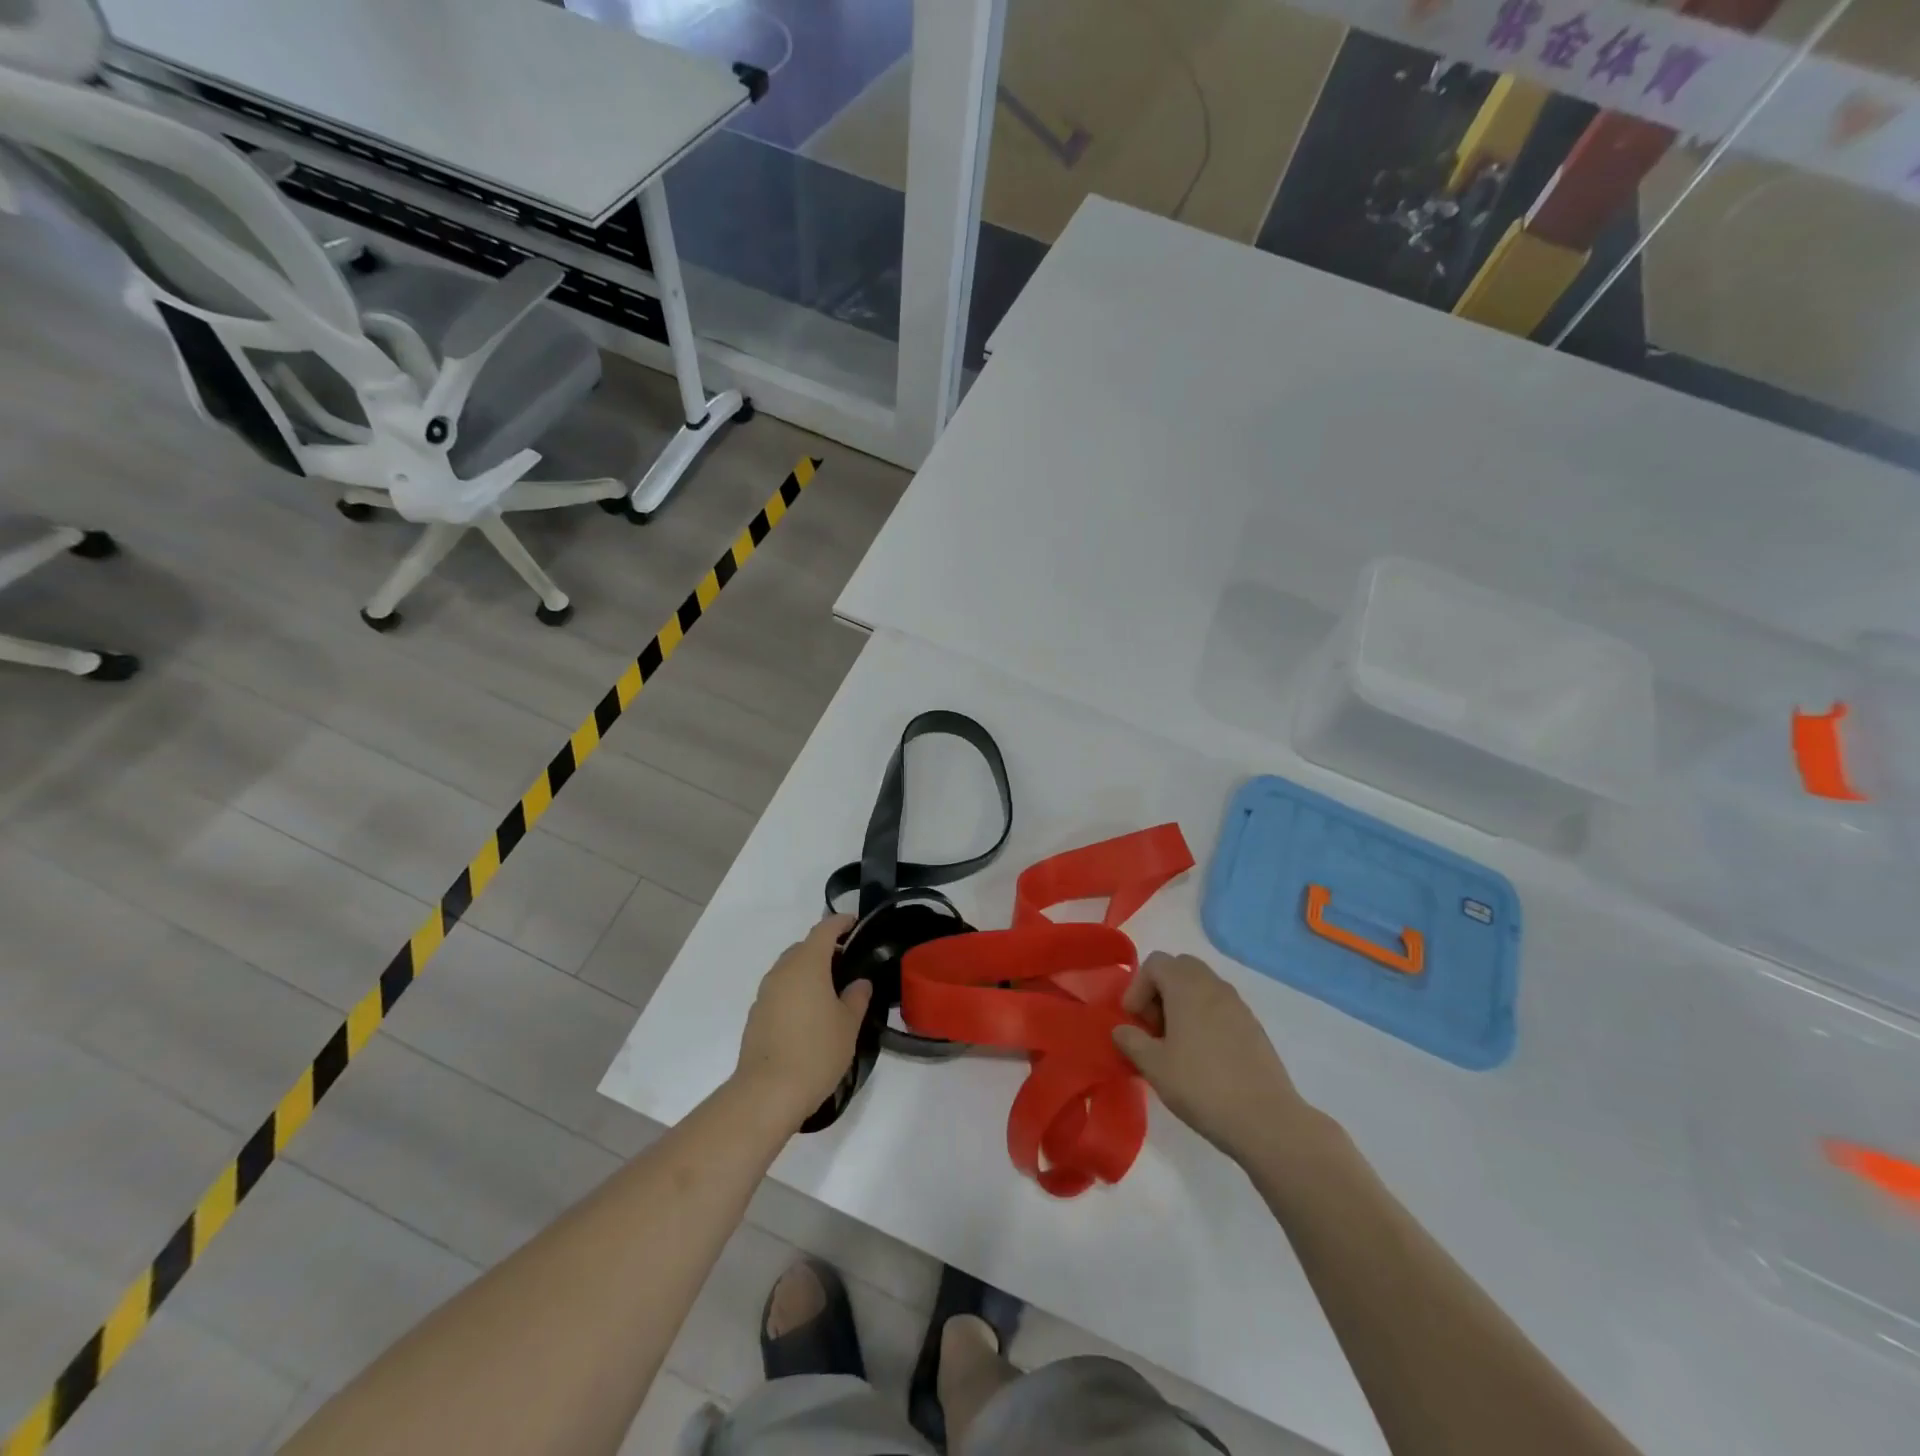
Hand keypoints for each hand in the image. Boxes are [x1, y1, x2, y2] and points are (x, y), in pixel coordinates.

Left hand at [734, 915, 870, 1126]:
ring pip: (789, 969)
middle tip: (847, 966)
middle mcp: (782, 971)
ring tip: (829, 993)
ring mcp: (765, 993)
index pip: (824, 929)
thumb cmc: (816, 1051)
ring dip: (808, 972)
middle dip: (824, 949)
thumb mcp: (849, 1024)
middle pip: (804, 947)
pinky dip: (795, 992)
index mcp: (807, 964)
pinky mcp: (756, 1015)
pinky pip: (780, 990)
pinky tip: (809, 1016)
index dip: (841, 923)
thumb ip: (857, 997)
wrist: (767, 1093)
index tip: (855, 924)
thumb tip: (859, 983)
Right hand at [1113, 952, 1319, 1165]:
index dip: (1137, 987)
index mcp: (1187, 987)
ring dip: (1182, 1004)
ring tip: (1176, 1044)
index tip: (1134, 1021)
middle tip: (1154, 1027)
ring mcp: (1238, 1005)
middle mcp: (1214, 986)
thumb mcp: (1154, 1066)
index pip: (1156, 963)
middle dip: (1160, 990)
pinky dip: (1204, 1018)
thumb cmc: (1201, 1086)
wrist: (1265, 1120)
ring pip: (1202, 986)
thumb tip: (1121, 1029)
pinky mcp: (1254, 1027)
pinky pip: (1220, 1007)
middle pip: (1180, 968)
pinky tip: (1202, 1056)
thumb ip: (1131, 1041)